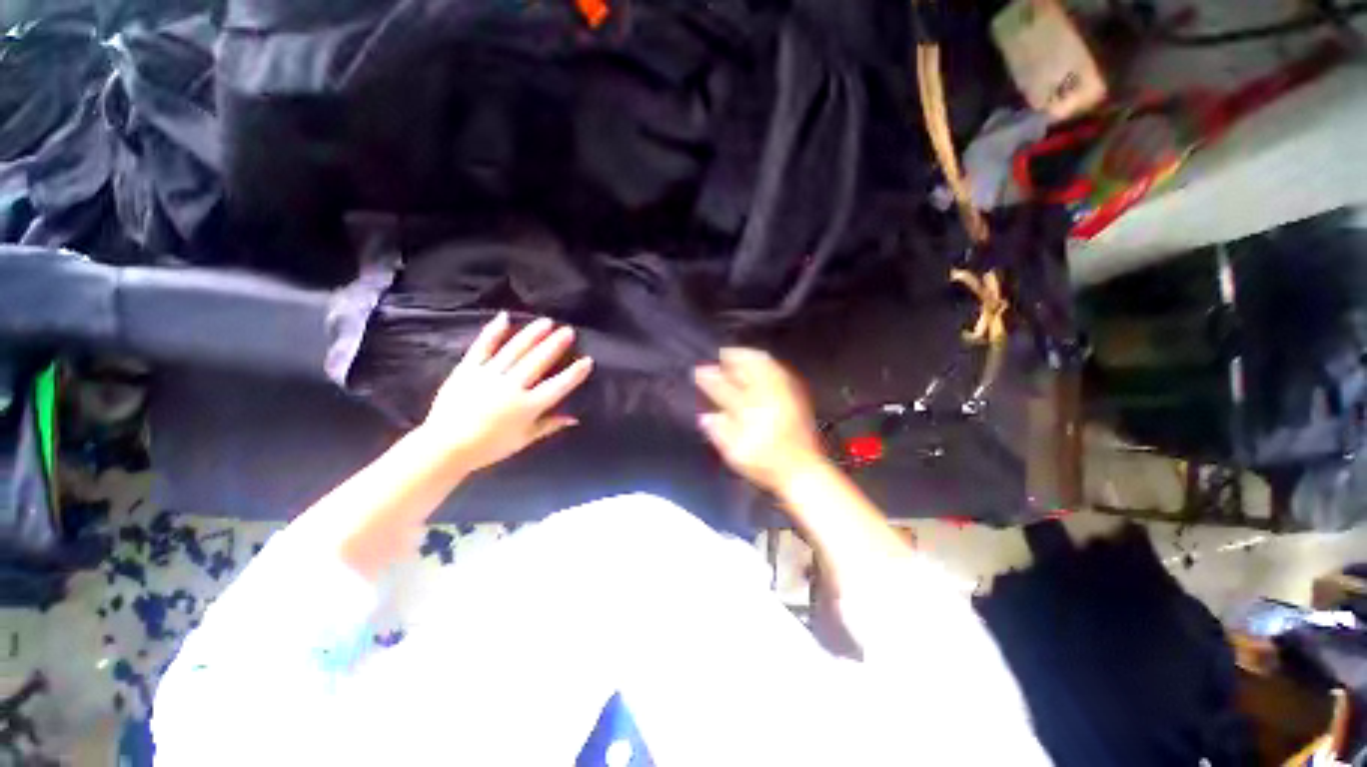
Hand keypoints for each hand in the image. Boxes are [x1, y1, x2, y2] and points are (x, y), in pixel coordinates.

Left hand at [423, 313, 592, 472]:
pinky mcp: (468, 369)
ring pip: (515, 351)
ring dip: (532, 335)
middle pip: (537, 362)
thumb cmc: (489, 447)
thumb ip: (549, 425)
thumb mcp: (524, 440)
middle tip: (568, 331)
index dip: (574, 374)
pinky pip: (482, 347)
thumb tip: (575, 418)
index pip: (557, 387)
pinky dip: (494, 332)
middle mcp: (511, 387)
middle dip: (555, 345)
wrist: (445, 447)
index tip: (587, 360)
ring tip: (547, 322)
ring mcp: (488, 376)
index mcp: (527, 407)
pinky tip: (504, 317)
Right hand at [694, 348, 825, 493]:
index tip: (698, 371)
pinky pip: (779, 371)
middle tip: (720, 354)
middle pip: (746, 370)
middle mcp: (766, 397)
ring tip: (737, 353)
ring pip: (764, 366)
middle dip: (731, 359)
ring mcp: (783, 394)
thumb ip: (719, 433)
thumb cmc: (766, 464)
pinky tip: (761, 363)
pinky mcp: (796, 396)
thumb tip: (705, 417)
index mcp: (748, 410)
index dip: (709, 379)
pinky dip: (766, 363)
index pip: (724, 389)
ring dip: (748, 356)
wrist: (802, 470)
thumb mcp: (736, 454)